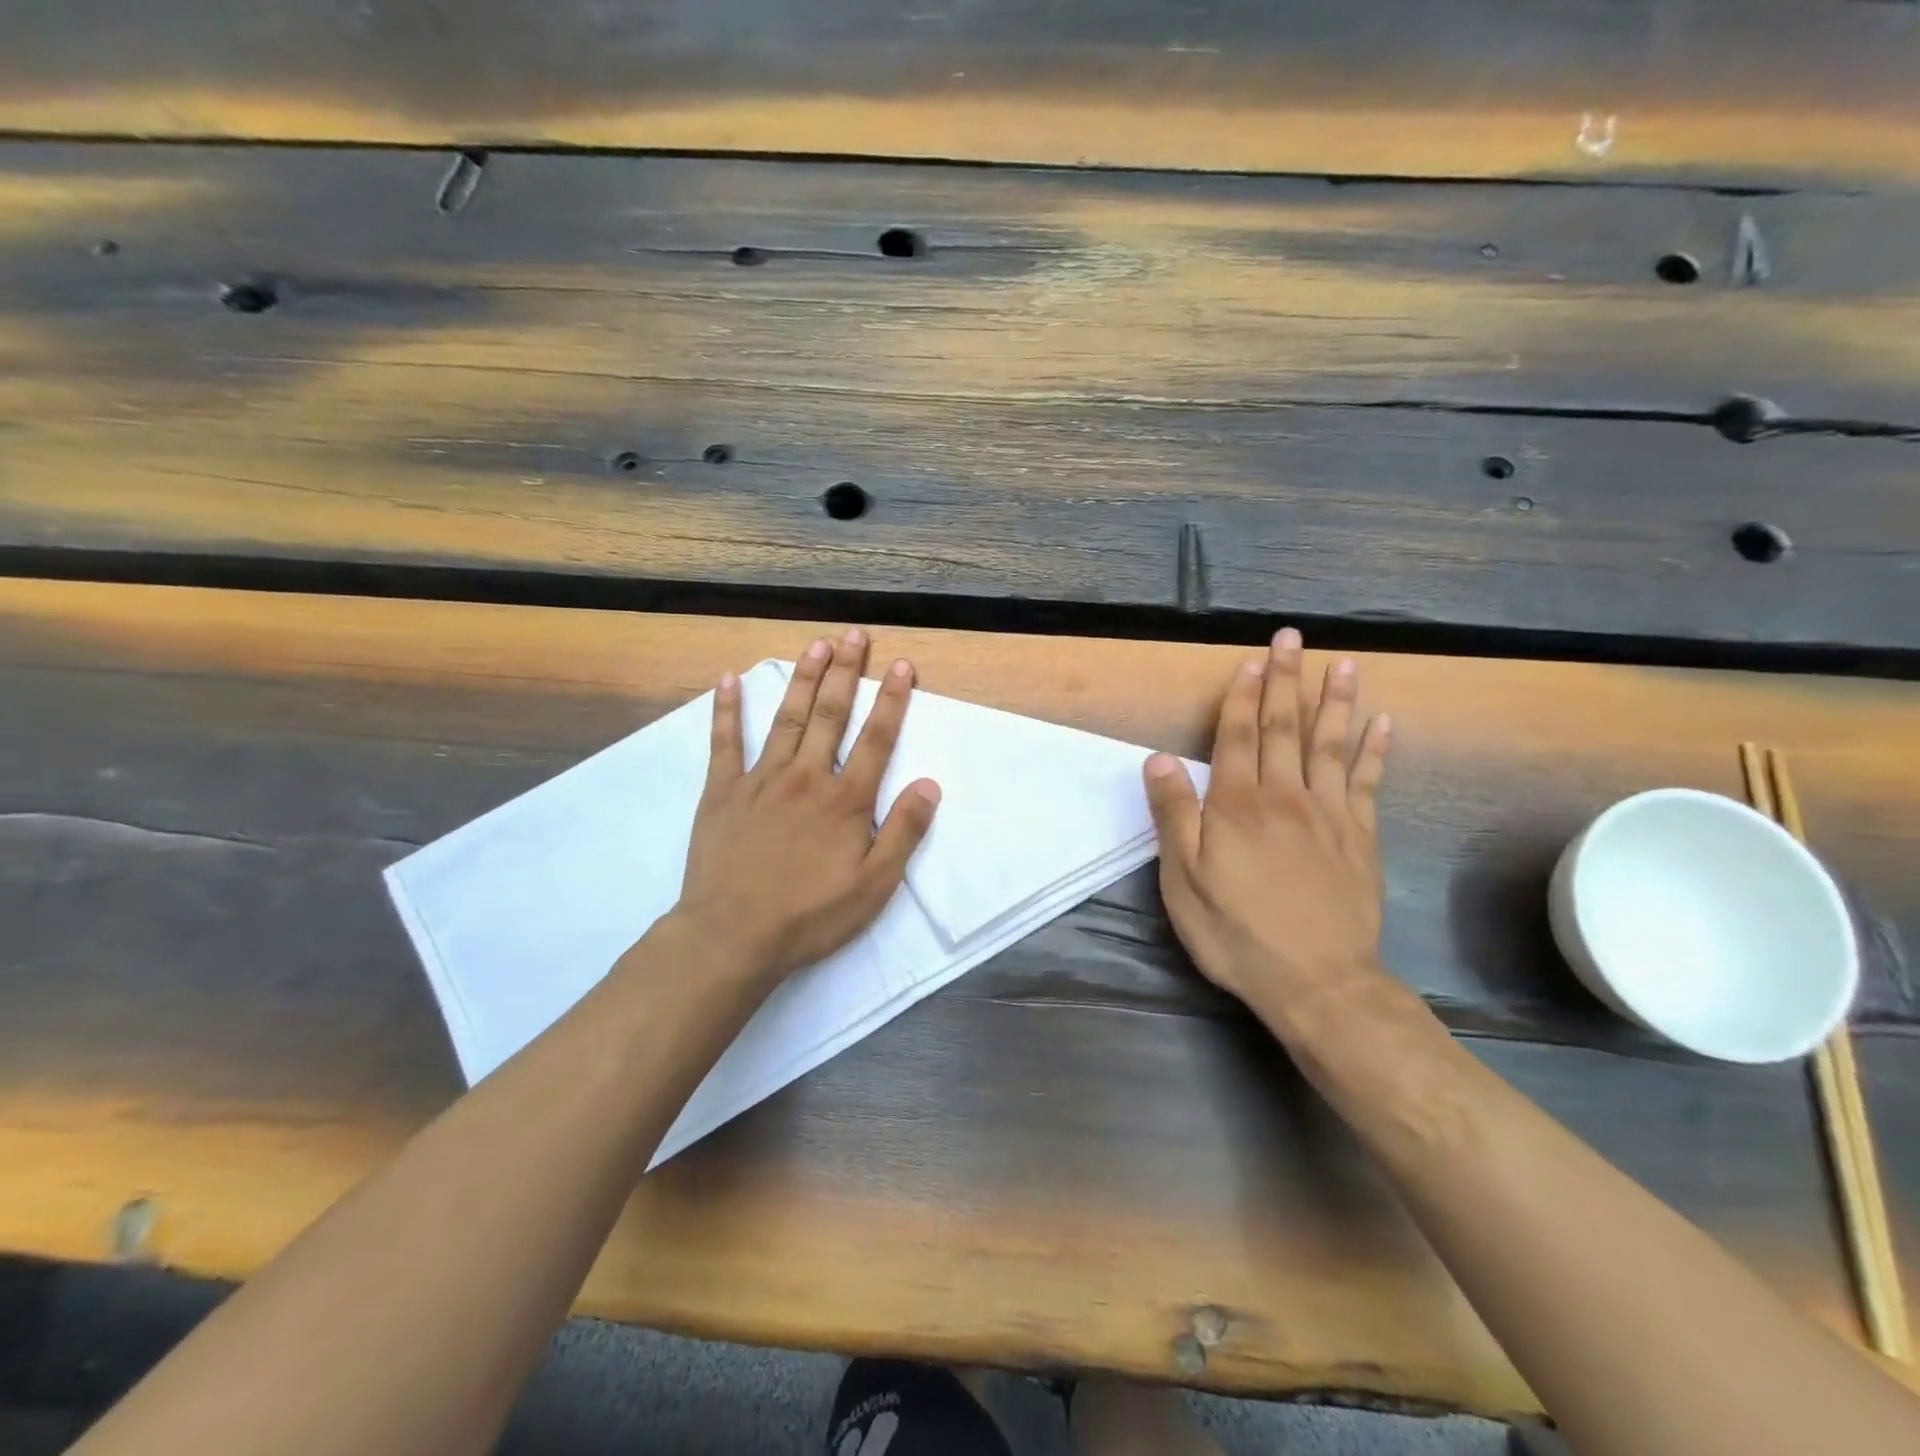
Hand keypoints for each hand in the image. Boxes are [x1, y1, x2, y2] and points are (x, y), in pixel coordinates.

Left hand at [667, 628, 940, 986]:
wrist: (732, 936)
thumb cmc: (811, 915)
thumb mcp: (874, 885)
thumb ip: (904, 832)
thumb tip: (929, 784)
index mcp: (845, 799)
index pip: (876, 738)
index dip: (891, 700)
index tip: (901, 665)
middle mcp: (806, 777)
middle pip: (830, 714)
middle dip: (846, 672)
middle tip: (854, 634)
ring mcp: (761, 779)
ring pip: (786, 718)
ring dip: (803, 678)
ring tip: (816, 645)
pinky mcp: (722, 791)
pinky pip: (724, 743)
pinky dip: (726, 710)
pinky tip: (728, 680)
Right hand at [1142, 628, 1391, 1017]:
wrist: (1317, 981)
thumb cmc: (1236, 931)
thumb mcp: (1183, 879)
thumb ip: (1173, 814)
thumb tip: (1159, 758)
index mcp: (1237, 804)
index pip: (1239, 736)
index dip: (1243, 696)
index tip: (1251, 660)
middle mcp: (1285, 796)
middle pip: (1285, 727)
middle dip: (1286, 681)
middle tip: (1292, 640)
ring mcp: (1329, 815)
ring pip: (1330, 745)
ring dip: (1334, 701)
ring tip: (1343, 664)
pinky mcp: (1361, 838)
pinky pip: (1368, 783)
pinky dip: (1375, 751)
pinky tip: (1382, 724)